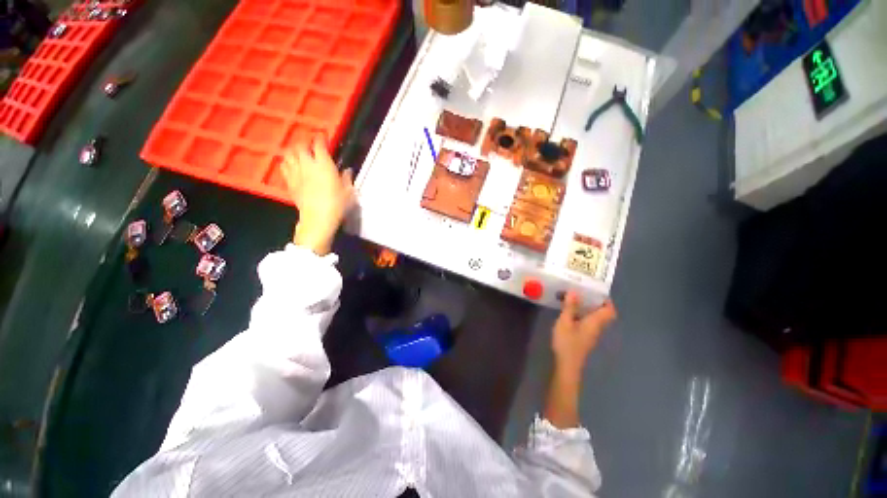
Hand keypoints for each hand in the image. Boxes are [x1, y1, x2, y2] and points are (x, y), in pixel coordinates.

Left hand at [282, 137, 354, 255]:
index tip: (322, 138)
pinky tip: (291, 165)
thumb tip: (348, 171)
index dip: (320, 139)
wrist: (318, 218)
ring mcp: (296, 172)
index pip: (319, 145)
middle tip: (310, 146)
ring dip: (294, 151)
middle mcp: (308, 164)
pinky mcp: (289, 182)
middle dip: (305, 143)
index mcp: (324, 164)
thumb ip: (347, 179)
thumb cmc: (337, 204)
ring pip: (289, 154)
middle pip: (300, 146)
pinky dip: (287, 162)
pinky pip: (284, 166)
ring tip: (299, 153)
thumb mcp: (348, 192)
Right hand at [552, 293, 616, 374]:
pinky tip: (570, 312)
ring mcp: (591, 334)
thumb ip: (570, 307)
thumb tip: (574, 291)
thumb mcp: (565, 322)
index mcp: (595, 322)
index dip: (606, 300)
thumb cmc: (567, 342)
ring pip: (595, 318)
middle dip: (596, 302)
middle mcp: (596, 327)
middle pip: (603, 314)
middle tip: (583, 292)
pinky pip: (588, 322)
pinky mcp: (584, 338)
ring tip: (575, 298)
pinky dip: (582, 315)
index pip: (609, 310)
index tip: (596, 291)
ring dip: (588, 308)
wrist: (567, 365)